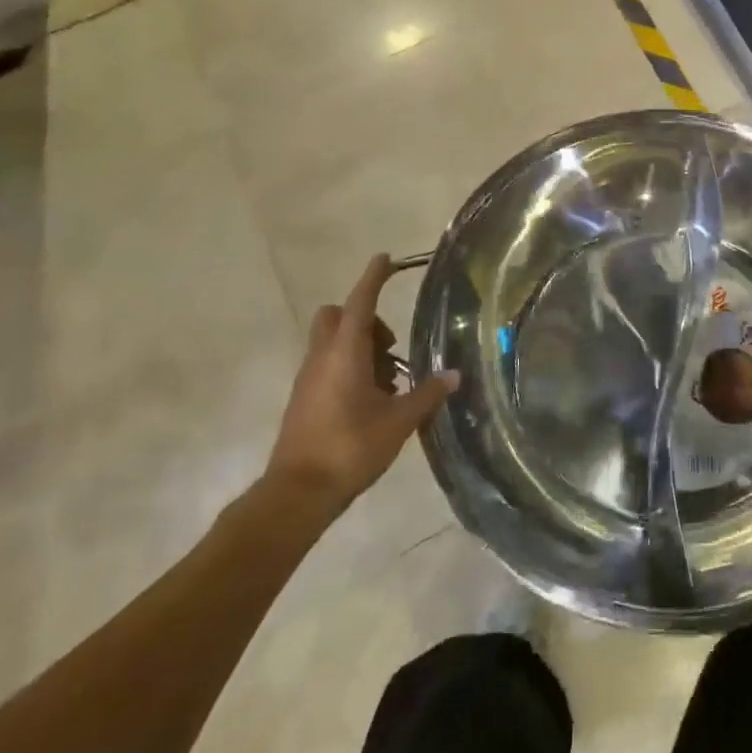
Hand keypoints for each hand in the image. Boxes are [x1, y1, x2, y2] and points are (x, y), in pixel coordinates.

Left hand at [263, 254, 457, 515]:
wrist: (297, 493)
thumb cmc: (350, 449)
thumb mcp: (398, 421)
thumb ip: (427, 394)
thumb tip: (454, 375)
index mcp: (345, 353)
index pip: (361, 301)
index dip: (374, 278)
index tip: (386, 259)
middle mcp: (322, 357)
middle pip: (337, 315)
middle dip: (365, 318)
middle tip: (390, 347)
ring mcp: (308, 377)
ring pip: (331, 341)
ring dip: (359, 345)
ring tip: (388, 381)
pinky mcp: (303, 398)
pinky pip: (326, 364)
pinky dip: (348, 366)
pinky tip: (370, 399)